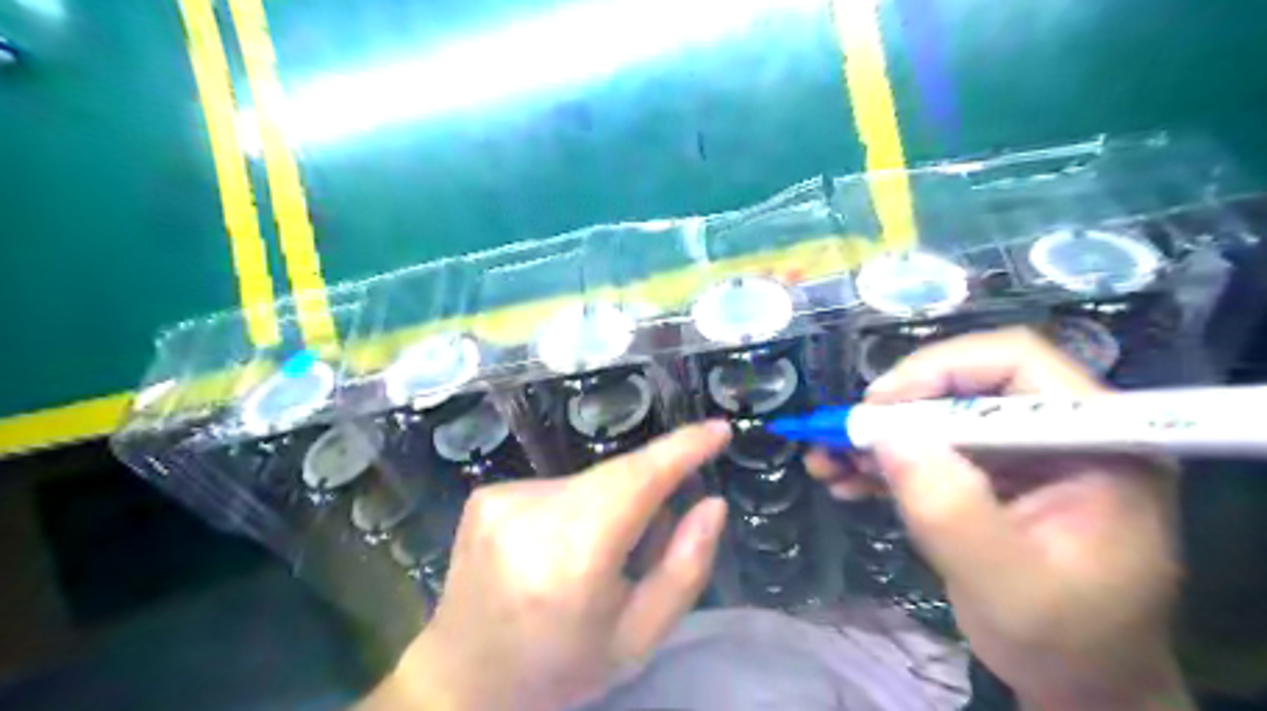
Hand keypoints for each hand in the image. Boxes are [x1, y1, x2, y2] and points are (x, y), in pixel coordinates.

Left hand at [382, 422, 727, 709]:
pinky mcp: (486, 494)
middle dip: (650, 489)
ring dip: (610, 504)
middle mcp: (532, 514)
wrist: (462, 682)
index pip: (638, 480)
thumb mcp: (638, 638)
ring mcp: (502, 499)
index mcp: (573, 556)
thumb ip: (685, 568)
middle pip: (616, 476)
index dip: (682, 448)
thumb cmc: (559, 668)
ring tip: (598, 558)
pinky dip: (576, 508)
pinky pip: (558, 487)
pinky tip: (557, 551)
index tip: (718, 429)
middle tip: (656, 535)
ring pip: (589, 481)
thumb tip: (711, 503)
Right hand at [806, 331, 1193, 709]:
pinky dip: (882, 462)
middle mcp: (1057, 432)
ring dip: (876, 436)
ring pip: (934, 416)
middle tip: (840, 436)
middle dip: (893, 410)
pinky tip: (844, 481)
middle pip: (963, 386)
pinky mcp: (985, 473)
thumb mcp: (1009, 584)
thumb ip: (953, 511)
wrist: (1077, 679)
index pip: (1015, 363)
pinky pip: (926, 449)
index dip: (940, 369)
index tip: (880, 406)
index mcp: (1095, 441)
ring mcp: (1017, 452)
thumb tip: (888, 438)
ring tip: (824, 461)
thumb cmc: (1066, 640)